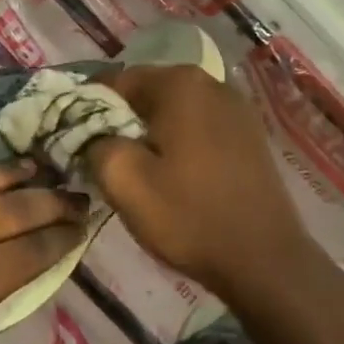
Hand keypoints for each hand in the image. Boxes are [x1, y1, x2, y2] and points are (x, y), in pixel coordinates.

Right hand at [86, 64, 318, 299]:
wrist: (266, 262)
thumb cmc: (189, 216)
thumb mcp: (123, 181)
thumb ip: (93, 142)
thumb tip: (88, 132)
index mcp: (179, 83)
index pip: (114, 81)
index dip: (88, 109)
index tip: (77, 142)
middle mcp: (211, 82)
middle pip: (145, 92)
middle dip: (120, 120)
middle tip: (104, 160)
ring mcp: (236, 107)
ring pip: (171, 110)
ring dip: (148, 132)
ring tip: (137, 170)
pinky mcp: (249, 134)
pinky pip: (197, 126)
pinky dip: (177, 142)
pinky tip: (172, 174)